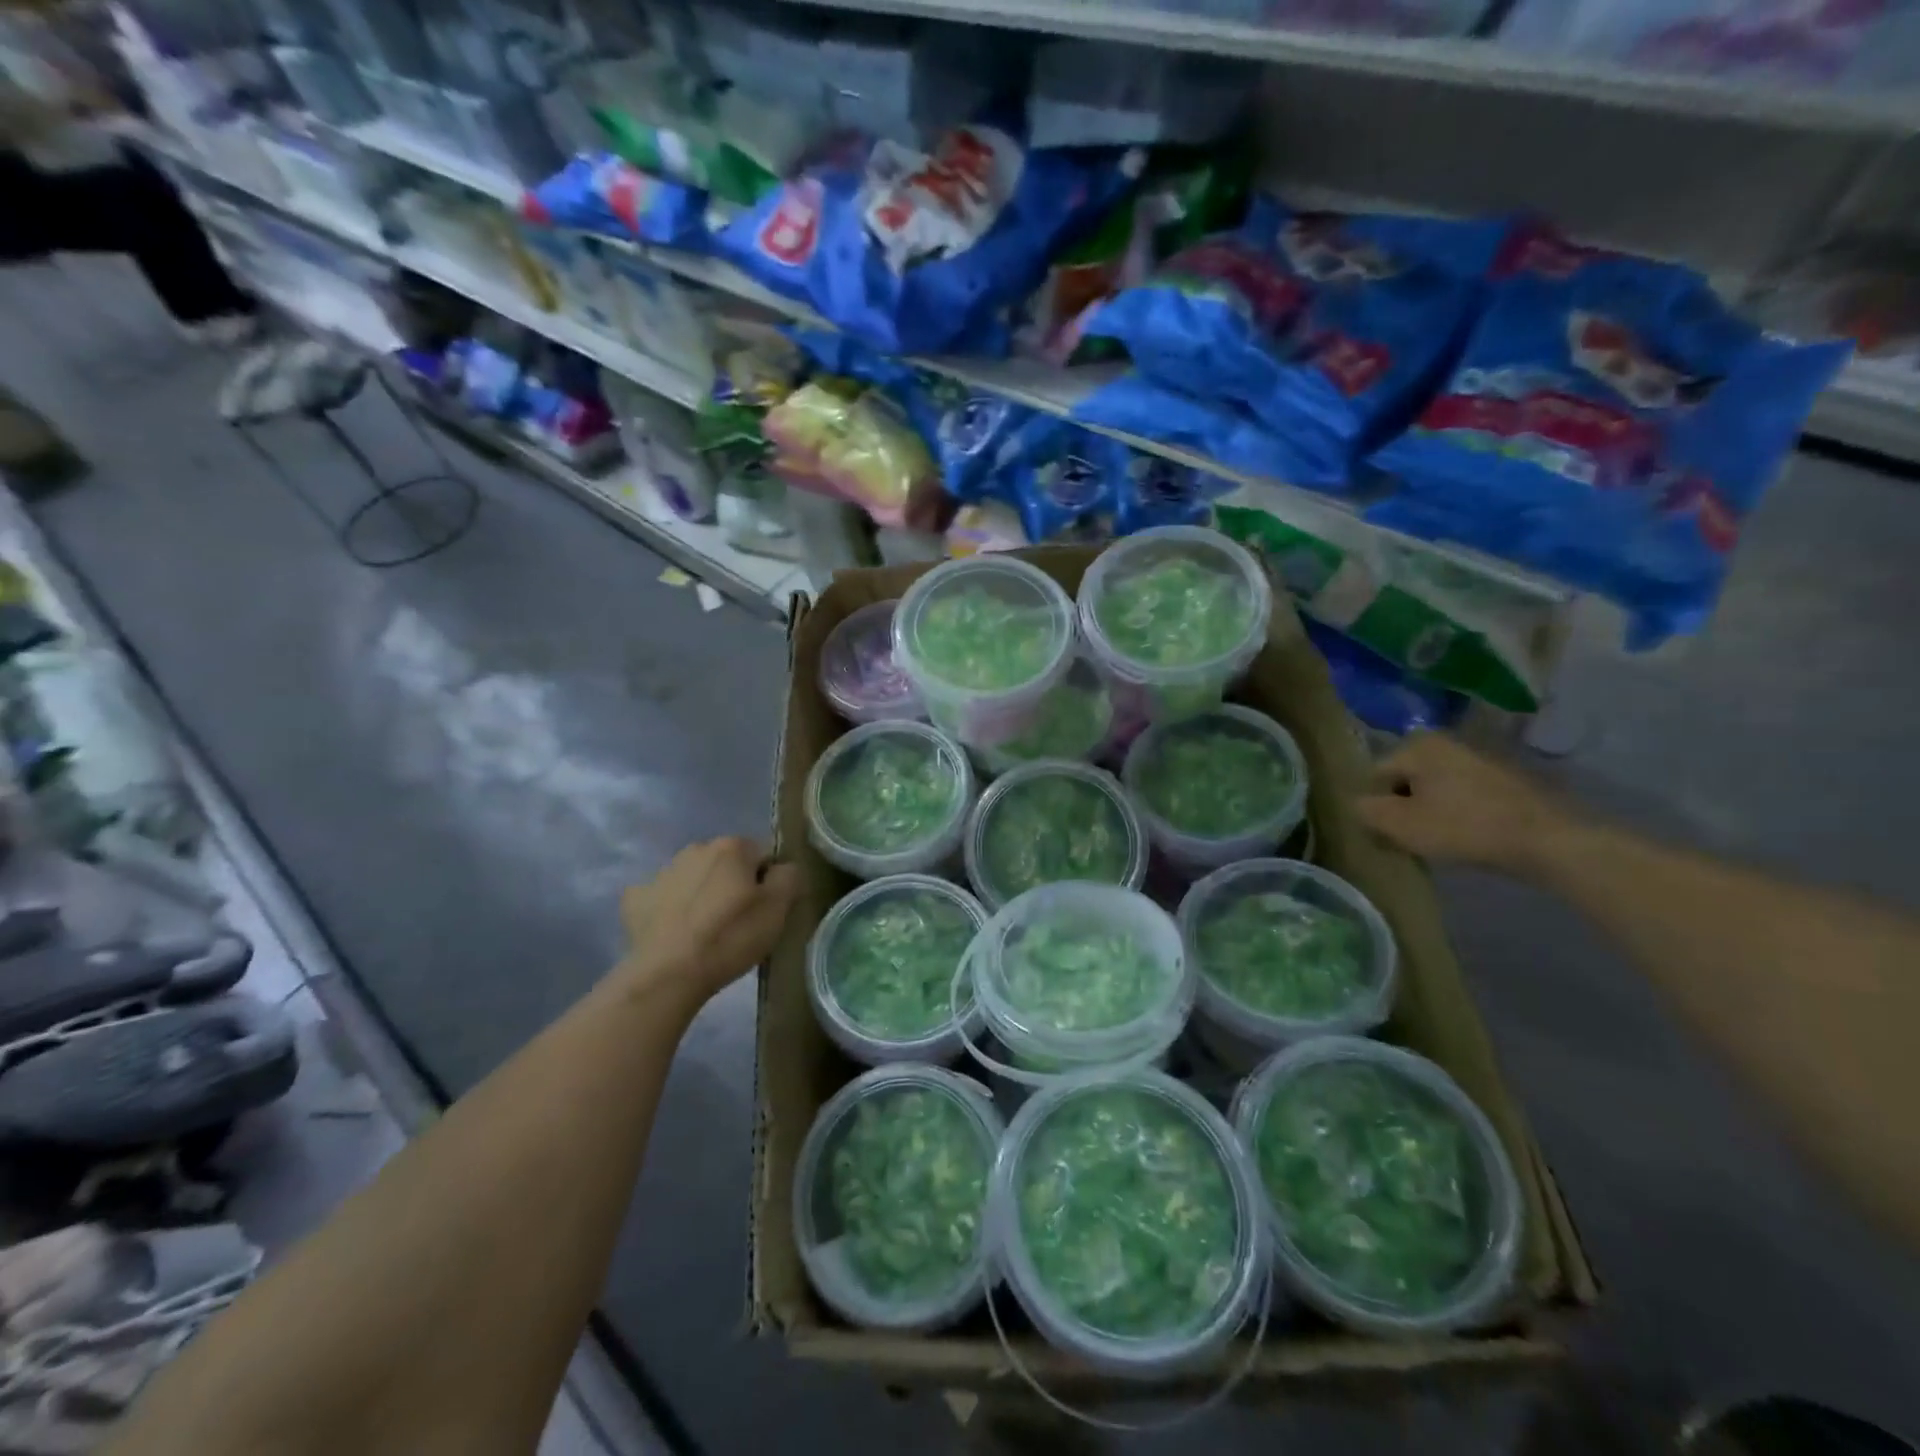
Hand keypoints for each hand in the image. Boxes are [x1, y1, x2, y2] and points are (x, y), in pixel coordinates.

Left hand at [619, 838, 799, 1009]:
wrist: (668, 974)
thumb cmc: (730, 937)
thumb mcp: (777, 909)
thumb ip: (789, 877)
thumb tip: (783, 868)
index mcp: (732, 847)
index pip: (764, 855)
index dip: (770, 882)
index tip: (766, 910)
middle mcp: (696, 849)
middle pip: (728, 863)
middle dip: (735, 884)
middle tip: (739, 921)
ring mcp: (662, 872)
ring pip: (695, 877)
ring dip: (704, 894)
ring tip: (707, 930)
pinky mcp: (635, 898)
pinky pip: (662, 897)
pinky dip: (671, 908)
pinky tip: (675, 932)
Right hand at [1357, 733, 1572, 876]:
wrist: (1548, 840)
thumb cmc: (1463, 828)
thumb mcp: (1400, 824)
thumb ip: (1366, 810)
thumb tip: (1358, 804)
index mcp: (1417, 744)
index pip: (1375, 776)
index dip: (1376, 807)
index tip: (1389, 833)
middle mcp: (1447, 740)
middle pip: (1405, 779)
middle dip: (1403, 806)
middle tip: (1413, 837)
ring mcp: (1480, 756)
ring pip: (1436, 787)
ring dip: (1431, 809)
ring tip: (1442, 838)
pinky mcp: (1506, 777)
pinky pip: (1465, 793)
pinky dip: (1460, 811)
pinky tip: (1469, 834)